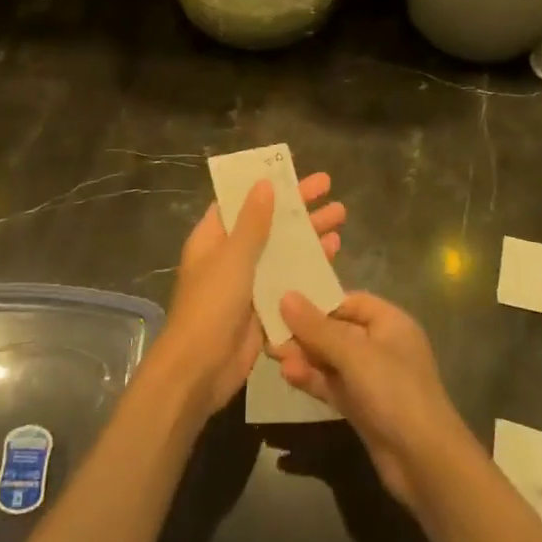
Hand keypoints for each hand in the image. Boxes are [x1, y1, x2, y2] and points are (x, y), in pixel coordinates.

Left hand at [154, 173, 344, 415]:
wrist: (200, 370)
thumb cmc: (211, 305)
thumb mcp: (232, 257)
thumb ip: (252, 223)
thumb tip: (264, 184)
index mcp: (213, 237)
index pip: (241, 201)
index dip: (266, 185)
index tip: (293, 171)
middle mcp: (230, 255)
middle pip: (268, 222)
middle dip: (298, 206)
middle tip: (330, 188)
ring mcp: (248, 282)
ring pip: (282, 249)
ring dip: (308, 234)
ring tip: (341, 218)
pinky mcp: (264, 306)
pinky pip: (289, 278)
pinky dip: (309, 265)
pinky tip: (333, 255)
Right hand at [275, 291, 466, 505]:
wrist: (425, 463)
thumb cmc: (394, 392)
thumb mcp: (353, 354)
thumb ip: (317, 327)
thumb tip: (285, 296)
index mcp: (390, 322)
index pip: (349, 301)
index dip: (319, 301)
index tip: (285, 301)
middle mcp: (382, 346)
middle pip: (337, 330)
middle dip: (305, 332)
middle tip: (270, 331)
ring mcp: (372, 379)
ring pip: (332, 359)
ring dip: (304, 356)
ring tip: (272, 355)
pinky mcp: (362, 407)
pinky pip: (333, 384)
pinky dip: (312, 379)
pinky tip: (288, 375)